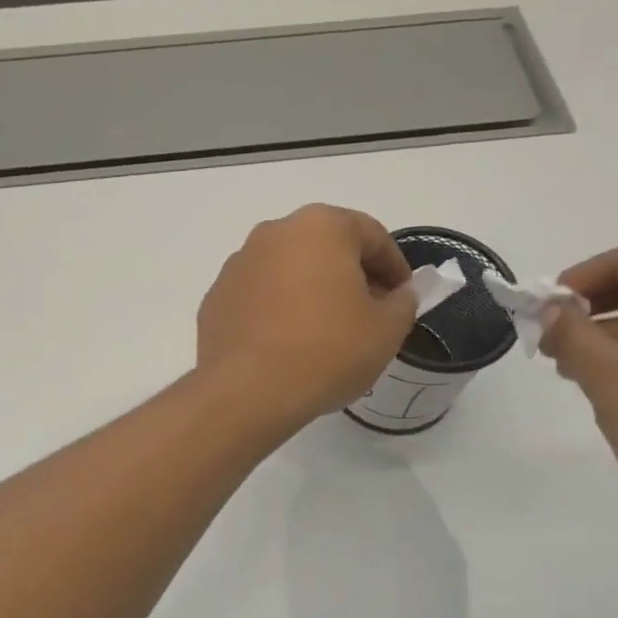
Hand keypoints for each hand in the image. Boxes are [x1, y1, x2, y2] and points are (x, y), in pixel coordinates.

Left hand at [196, 204, 417, 429]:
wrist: (247, 391)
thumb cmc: (327, 351)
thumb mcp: (386, 330)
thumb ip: (402, 302)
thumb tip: (398, 293)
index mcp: (320, 226)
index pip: (372, 236)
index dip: (394, 268)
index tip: (402, 298)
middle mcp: (273, 233)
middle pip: (325, 248)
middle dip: (350, 276)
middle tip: (367, 315)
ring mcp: (237, 265)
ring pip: (287, 271)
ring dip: (310, 291)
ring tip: (325, 333)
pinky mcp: (215, 298)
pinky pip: (258, 297)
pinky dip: (276, 311)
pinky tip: (286, 345)